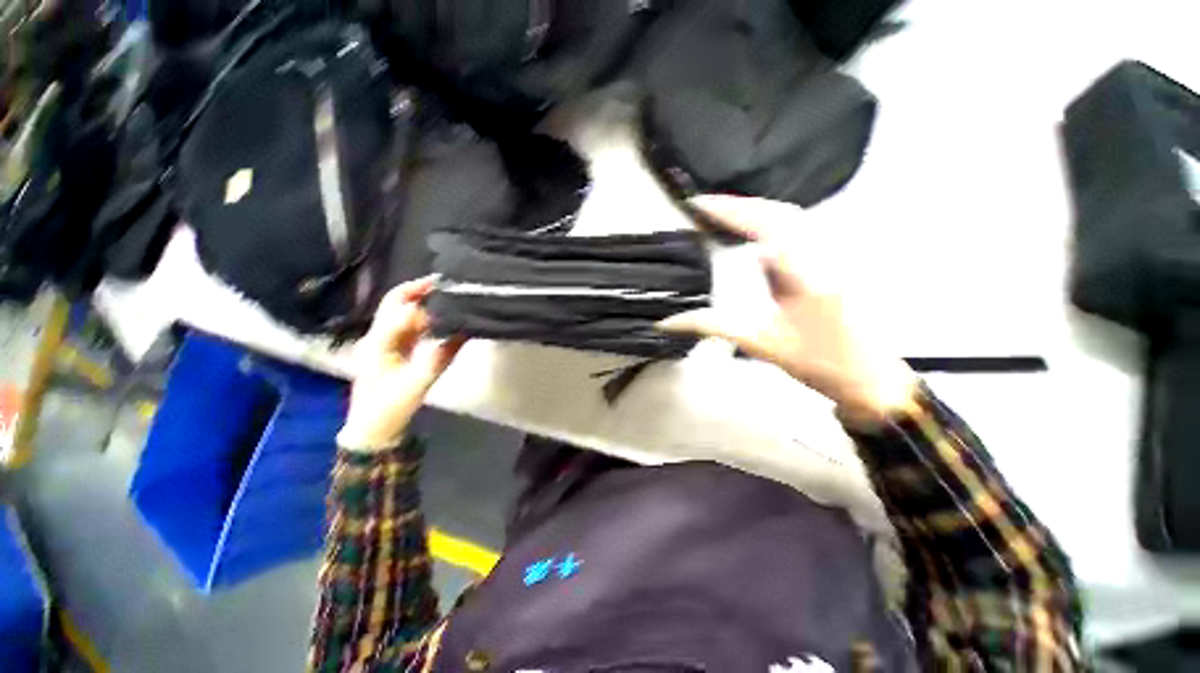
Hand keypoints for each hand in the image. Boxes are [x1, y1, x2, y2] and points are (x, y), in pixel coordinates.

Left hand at [338, 277, 464, 449]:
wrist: (373, 430)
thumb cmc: (389, 408)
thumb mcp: (417, 384)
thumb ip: (440, 357)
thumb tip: (462, 332)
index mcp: (378, 343)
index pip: (400, 311)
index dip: (424, 302)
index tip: (447, 295)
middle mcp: (377, 337)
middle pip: (394, 303)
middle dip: (417, 290)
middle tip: (444, 283)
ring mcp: (383, 343)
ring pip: (401, 313)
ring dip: (421, 302)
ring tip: (446, 297)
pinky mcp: (392, 350)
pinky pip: (408, 327)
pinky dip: (424, 318)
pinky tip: (439, 318)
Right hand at [659, 195, 916, 425]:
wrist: (870, 376)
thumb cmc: (817, 362)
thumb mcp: (759, 344)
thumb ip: (712, 326)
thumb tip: (668, 322)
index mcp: (808, 275)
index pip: (766, 226)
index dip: (730, 211)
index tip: (699, 204)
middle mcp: (826, 254)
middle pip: (780, 211)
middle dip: (740, 205)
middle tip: (705, 207)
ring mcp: (837, 253)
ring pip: (793, 216)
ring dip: (755, 210)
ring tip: (723, 215)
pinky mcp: (837, 258)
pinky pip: (802, 227)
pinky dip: (771, 222)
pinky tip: (753, 232)